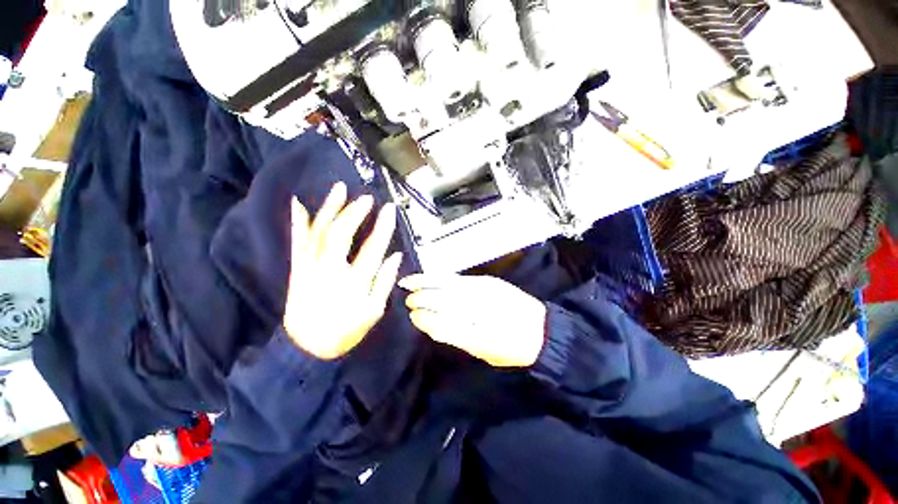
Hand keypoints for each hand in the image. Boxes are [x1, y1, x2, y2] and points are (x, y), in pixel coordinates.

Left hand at [283, 182, 401, 359]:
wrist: (307, 347)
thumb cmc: (346, 330)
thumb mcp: (374, 311)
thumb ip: (385, 281)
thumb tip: (396, 255)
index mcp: (355, 282)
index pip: (373, 247)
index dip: (383, 226)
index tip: (389, 209)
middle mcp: (330, 270)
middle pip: (341, 234)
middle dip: (355, 212)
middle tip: (366, 198)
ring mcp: (310, 268)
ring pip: (319, 232)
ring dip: (329, 208)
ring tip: (339, 189)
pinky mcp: (297, 269)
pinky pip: (298, 242)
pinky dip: (299, 222)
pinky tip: (299, 204)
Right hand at [399, 274, 546, 367]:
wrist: (542, 331)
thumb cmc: (512, 348)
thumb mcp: (483, 352)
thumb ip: (457, 337)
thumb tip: (432, 323)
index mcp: (477, 334)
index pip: (442, 324)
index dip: (425, 319)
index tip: (413, 317)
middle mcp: (479, 309)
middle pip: (442, 300)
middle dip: (421, 299)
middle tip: (407, 301)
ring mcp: (483, 291)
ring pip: (447, 284)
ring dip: (425, 282)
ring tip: (408, 282)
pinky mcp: (488, 281)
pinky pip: (458, 278)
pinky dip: (440, 277)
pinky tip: (431, 277)